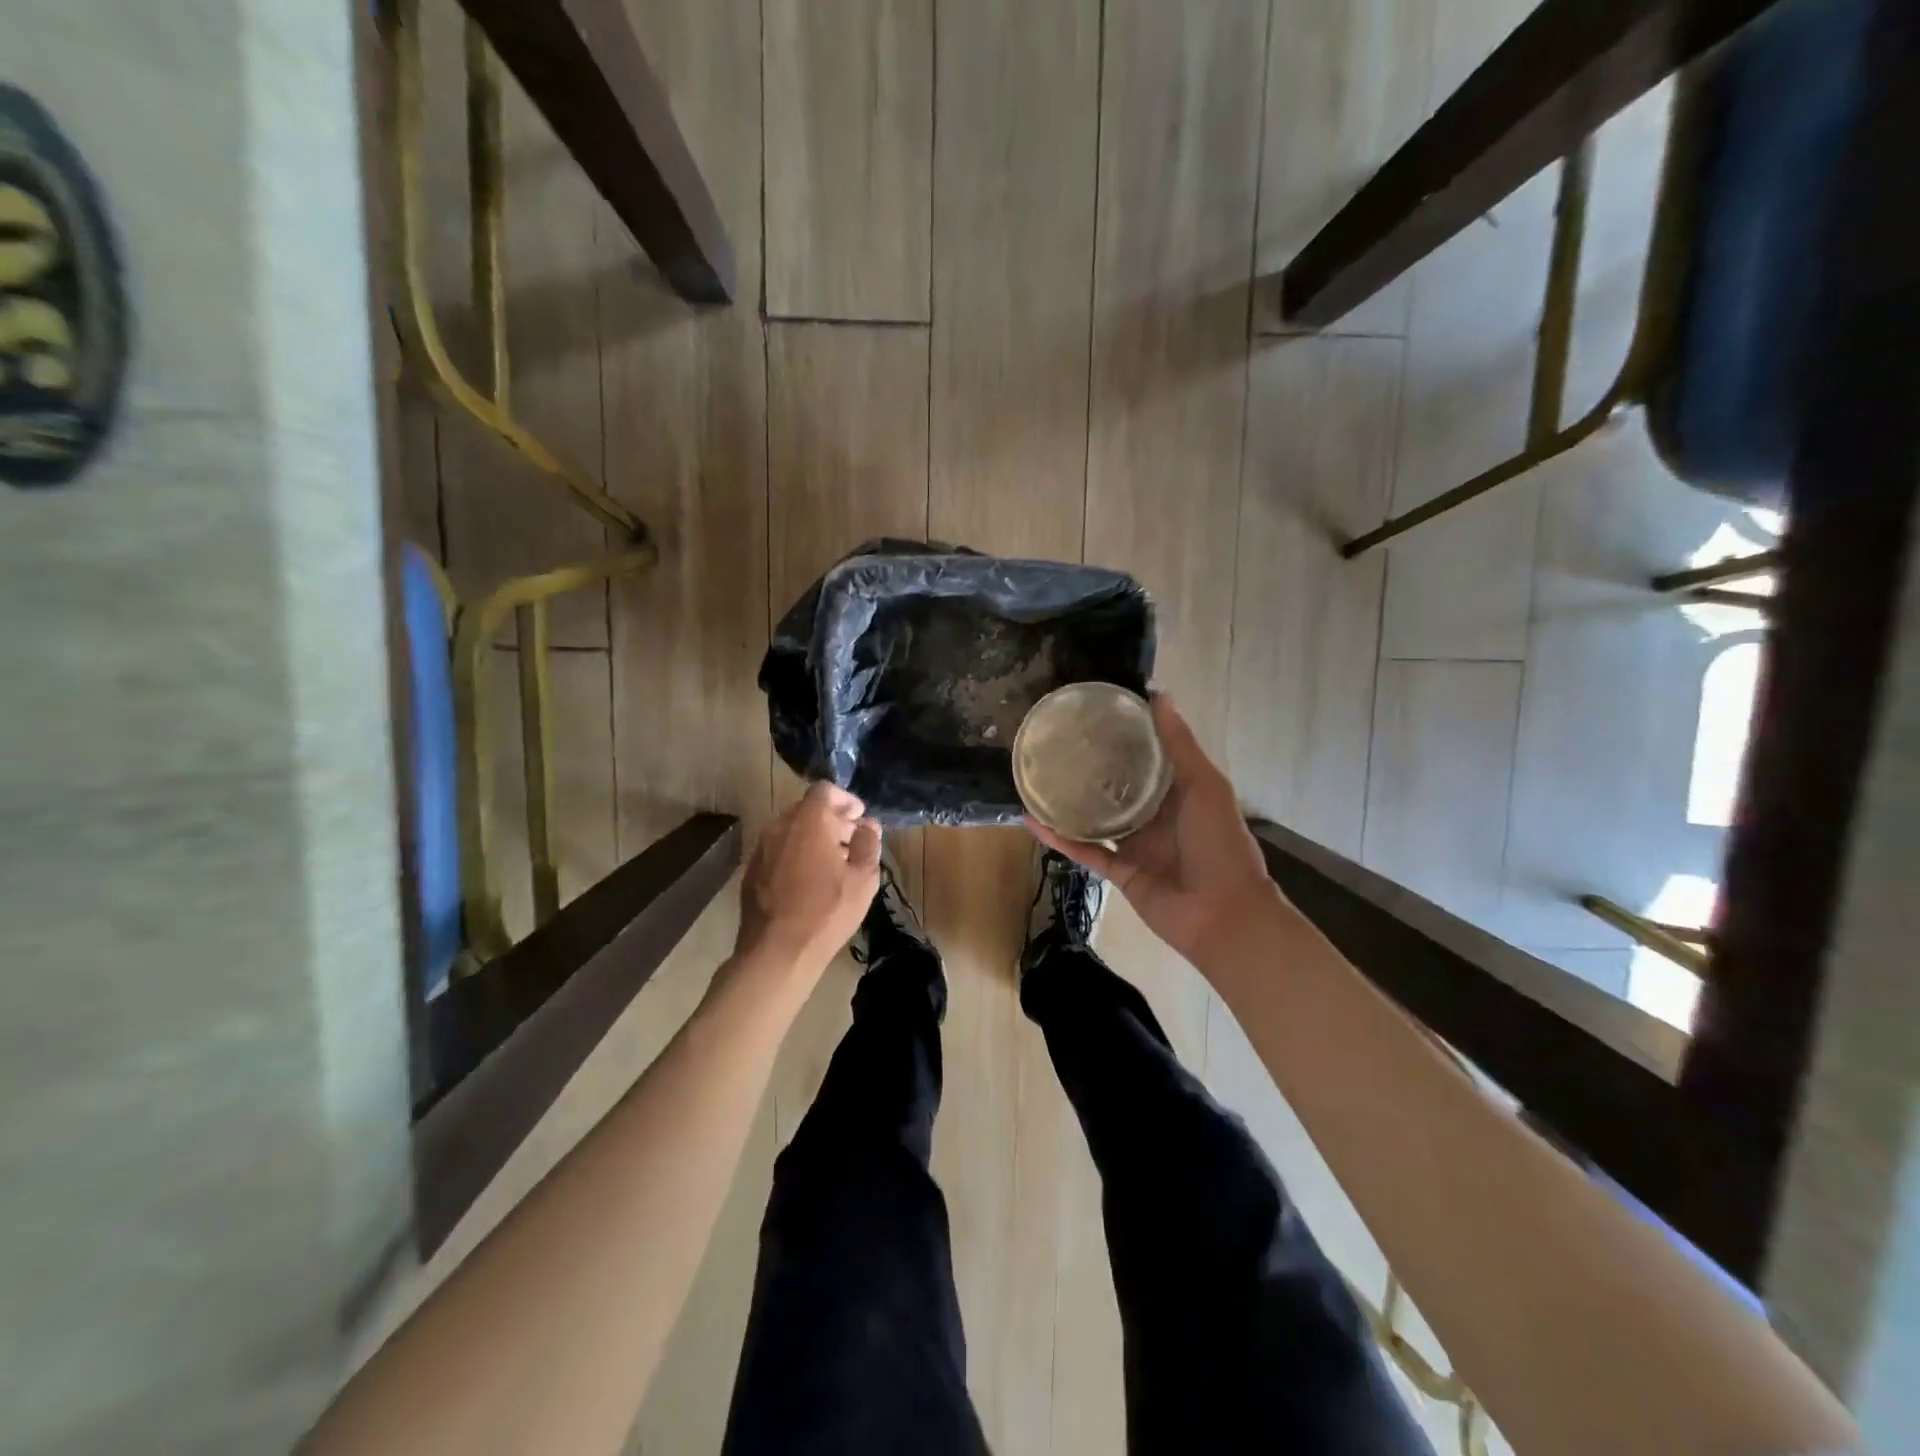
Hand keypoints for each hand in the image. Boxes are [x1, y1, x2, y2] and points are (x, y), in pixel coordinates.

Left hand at [737, 781, 881, 976]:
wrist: (776, 951)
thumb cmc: (826, 912)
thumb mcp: (863, 879)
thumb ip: (868, 844)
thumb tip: (869, 826)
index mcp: (808, 822)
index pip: (825, 790)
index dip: (845, 799)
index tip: (859, 817)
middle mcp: (780, 827)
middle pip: (807, 809)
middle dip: (831, 819)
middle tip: (851, 840)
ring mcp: (762, 849)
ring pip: (791, 830)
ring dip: (813, 837)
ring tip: (833, 862)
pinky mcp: (751, 871)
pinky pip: (778, 850)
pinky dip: (796, 854)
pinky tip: (809, 881)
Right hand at [1027, 694, 1282, 966]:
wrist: (1223, 914)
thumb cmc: (1220, 843)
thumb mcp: (1205, 785)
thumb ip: (1180, 745)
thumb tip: (1159, 695)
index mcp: (1180, 795)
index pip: (1148, 761)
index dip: (1126, 739)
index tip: (1096, 716)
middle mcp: (1156, 818)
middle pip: (1119, 789)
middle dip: (1094, 769)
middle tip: (1060, 743)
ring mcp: (1136, 847)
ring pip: (1097, 820)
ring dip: (1070, 803)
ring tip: (1039, 777)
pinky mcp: (1118, 873)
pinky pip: (1084, 851)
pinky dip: (1058, 837)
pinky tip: (1032, 819)